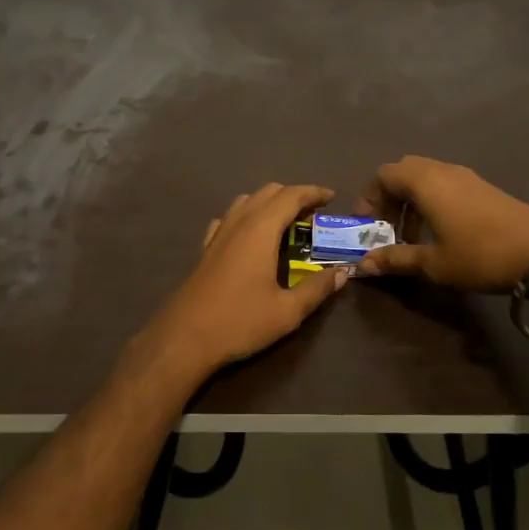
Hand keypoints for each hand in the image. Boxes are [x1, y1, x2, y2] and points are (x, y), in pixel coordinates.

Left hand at [141, 183, 350, 381]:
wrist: (185, 338)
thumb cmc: (240, 321)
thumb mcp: (287, 311)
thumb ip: (317, 288)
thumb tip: (343, 272)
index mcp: (261, 230)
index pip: (291, 196)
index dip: (313, 192)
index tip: (332, 198)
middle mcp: (239, 222)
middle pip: (268, 192)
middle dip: (294, 195)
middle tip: (315, 213)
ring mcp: (219, 233)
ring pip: (247, 201)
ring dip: (270, 203)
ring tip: (288, 222)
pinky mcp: (206, 248)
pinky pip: (229, 218)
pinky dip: (247, 215)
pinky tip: (251, 235)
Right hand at [354, 156, 528, 290]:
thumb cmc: (480, 255)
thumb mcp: (434, 263)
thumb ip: (396, 260)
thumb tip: (364, 265)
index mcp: (425, 182)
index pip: (383, 175)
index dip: (368, 198)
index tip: (366, 227)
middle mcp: (442, 170)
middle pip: (403, 171)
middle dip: (389, 197)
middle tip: (387, 227)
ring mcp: (466, 176)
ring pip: (426, 177)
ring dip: (411, 201)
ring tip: (412, 236)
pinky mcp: (484, 187)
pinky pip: (445, 184)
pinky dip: (432, 201)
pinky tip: (441, 232)